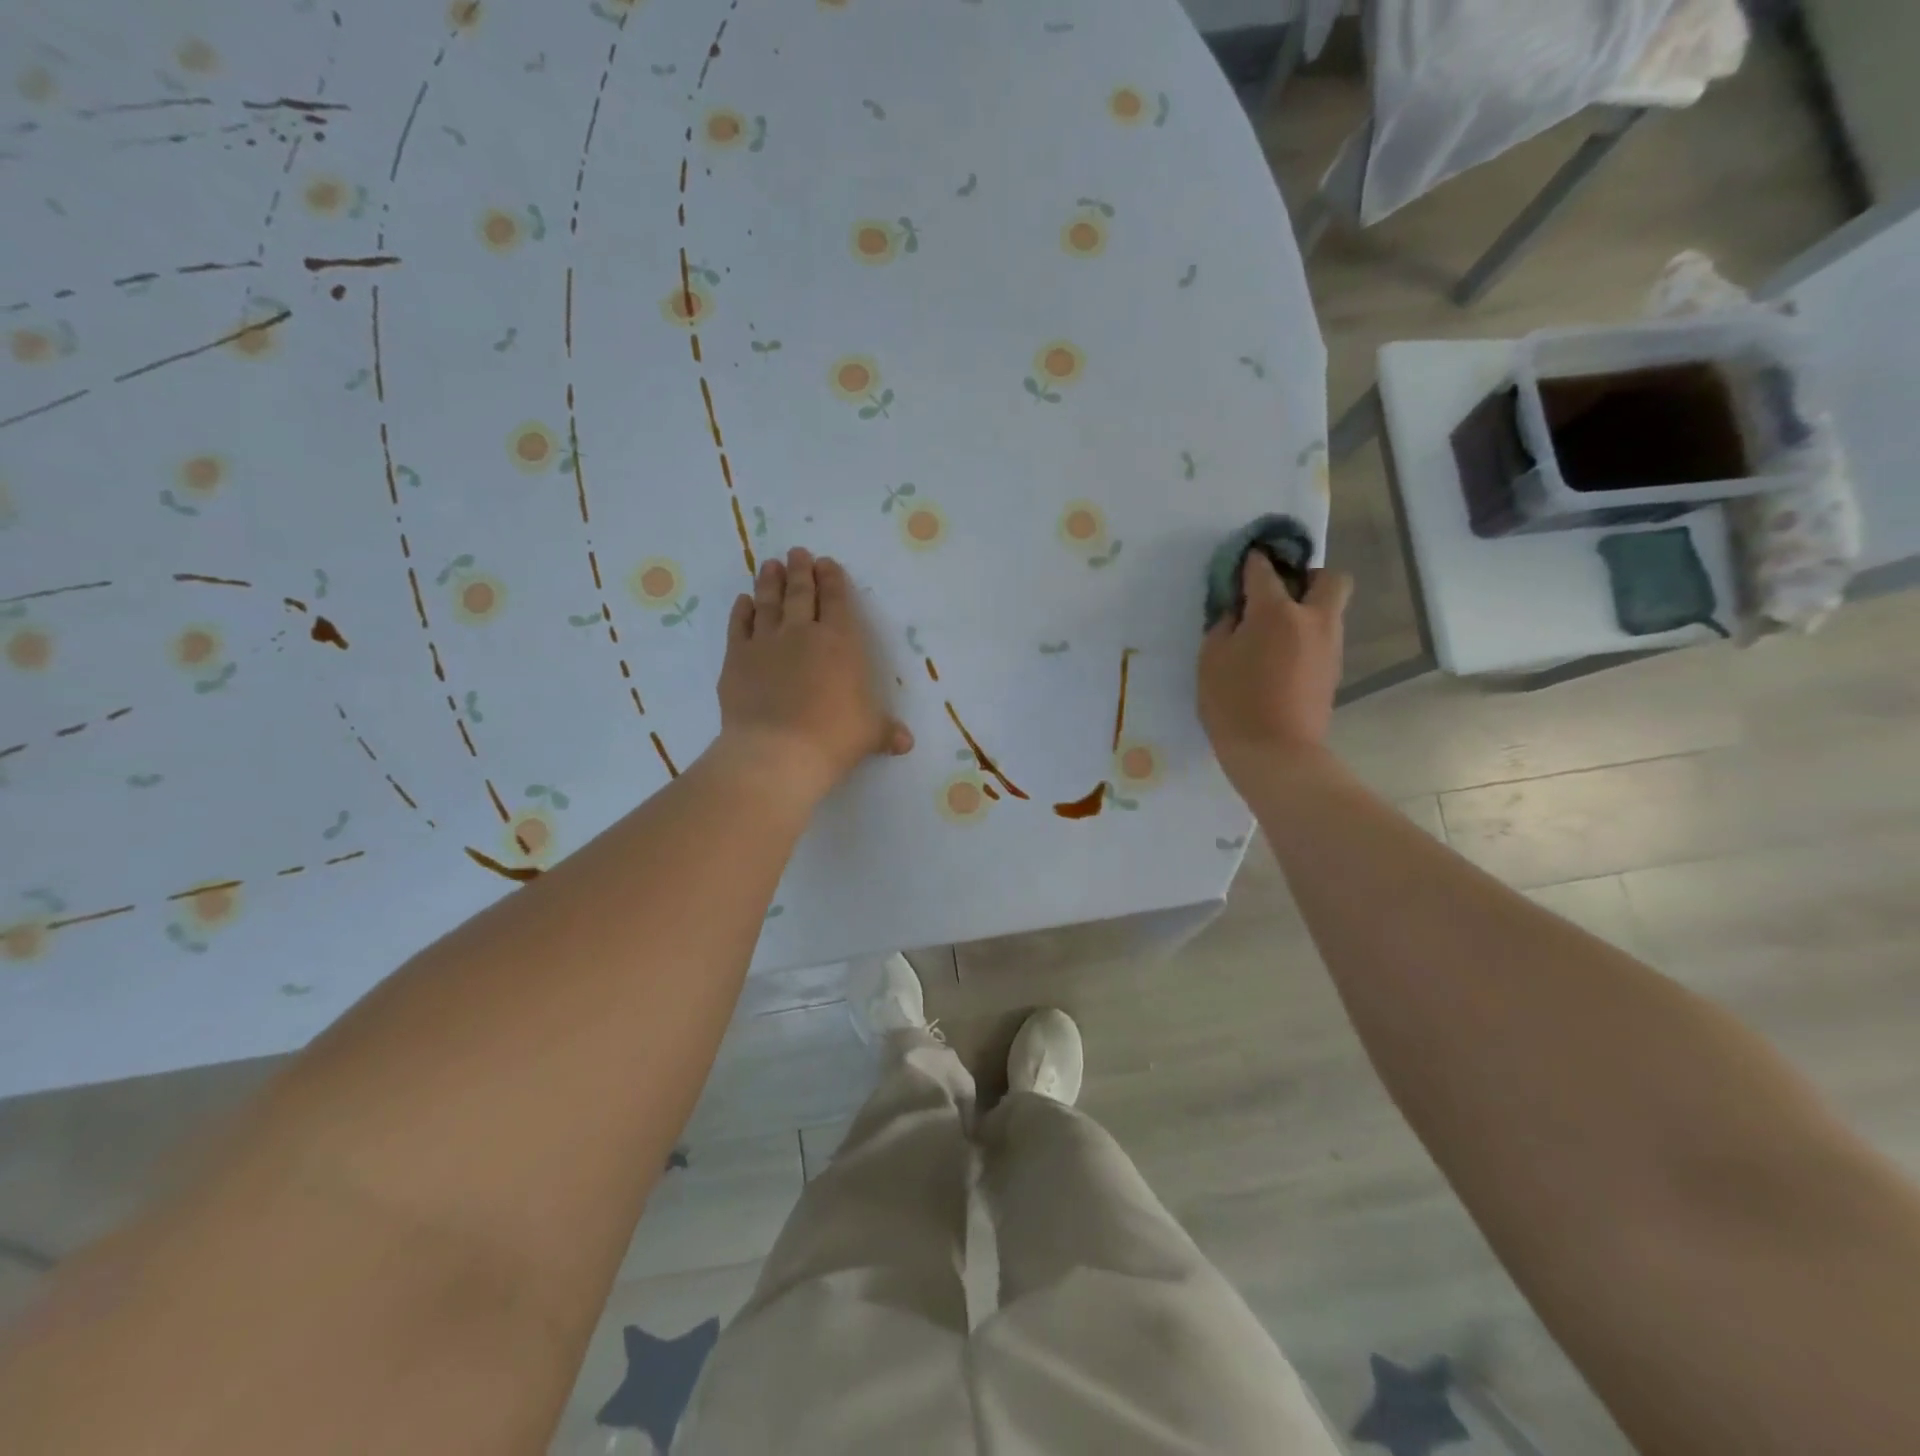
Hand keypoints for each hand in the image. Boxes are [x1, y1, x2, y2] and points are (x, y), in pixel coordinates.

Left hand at [715, 548, 913, 803]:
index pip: (836, 602)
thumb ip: (886, 731)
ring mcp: (765, 643)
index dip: (832, 580)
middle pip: (800, 593)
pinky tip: (743, 601)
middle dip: (800, 571)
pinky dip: (741, 612)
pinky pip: (739, 627)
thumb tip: (906, 743)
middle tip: (798, 553)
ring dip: (770, 582)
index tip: (826, 563)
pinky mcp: (736, 659)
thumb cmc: (834, 738)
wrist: (778, 752)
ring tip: (770, 565)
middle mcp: (802, 633)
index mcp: (840, 643)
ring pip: (768, 603)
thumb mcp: (870, 734)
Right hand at [1197, 553, 1350, 792]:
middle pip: (1329, 579)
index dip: (1252, 561)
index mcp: (1276, 612)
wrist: (1276, 754)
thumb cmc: (1233, 704)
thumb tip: (1236, 613)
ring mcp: (1330, 646)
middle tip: (1279, 595)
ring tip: (1274, 633)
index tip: (1242, 563)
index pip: (1264, 570)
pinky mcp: (1334, 672)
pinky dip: (1307, 637)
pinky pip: (1325, 638)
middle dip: (1307, 577)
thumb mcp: (1211, 660)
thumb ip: (1223, 626)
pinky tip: (1282, 659)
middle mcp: (1312, 620)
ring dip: (1308, 609)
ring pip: (1330, 610)